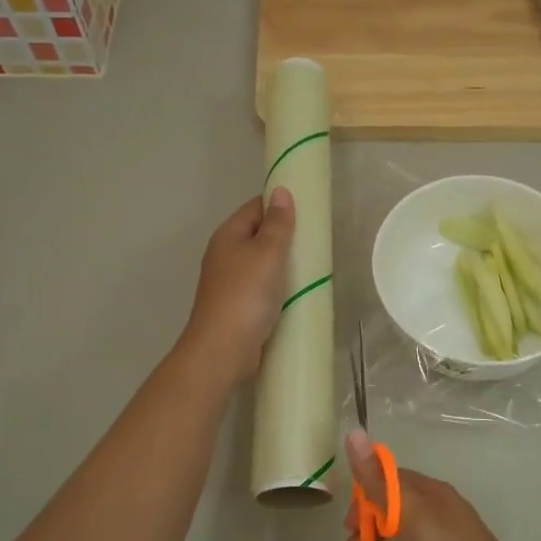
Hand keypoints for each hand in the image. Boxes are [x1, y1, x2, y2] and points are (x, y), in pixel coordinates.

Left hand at [181, 188, 295, 384]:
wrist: (223, 349)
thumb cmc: (246, 294)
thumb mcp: (267, 252)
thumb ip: (277, 223)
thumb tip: (281, 191)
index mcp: (228, 235)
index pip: (256, 207)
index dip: (280, 205)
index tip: (309, 211)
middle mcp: (225, 255)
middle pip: (259, 235)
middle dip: (286, 237)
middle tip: (317, 241)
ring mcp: (230, 283)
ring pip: (262, 264)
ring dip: (284, 265)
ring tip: (314, 267)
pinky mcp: (238, 307)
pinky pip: (263, 288)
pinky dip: (280, 288)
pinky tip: (298, 294)